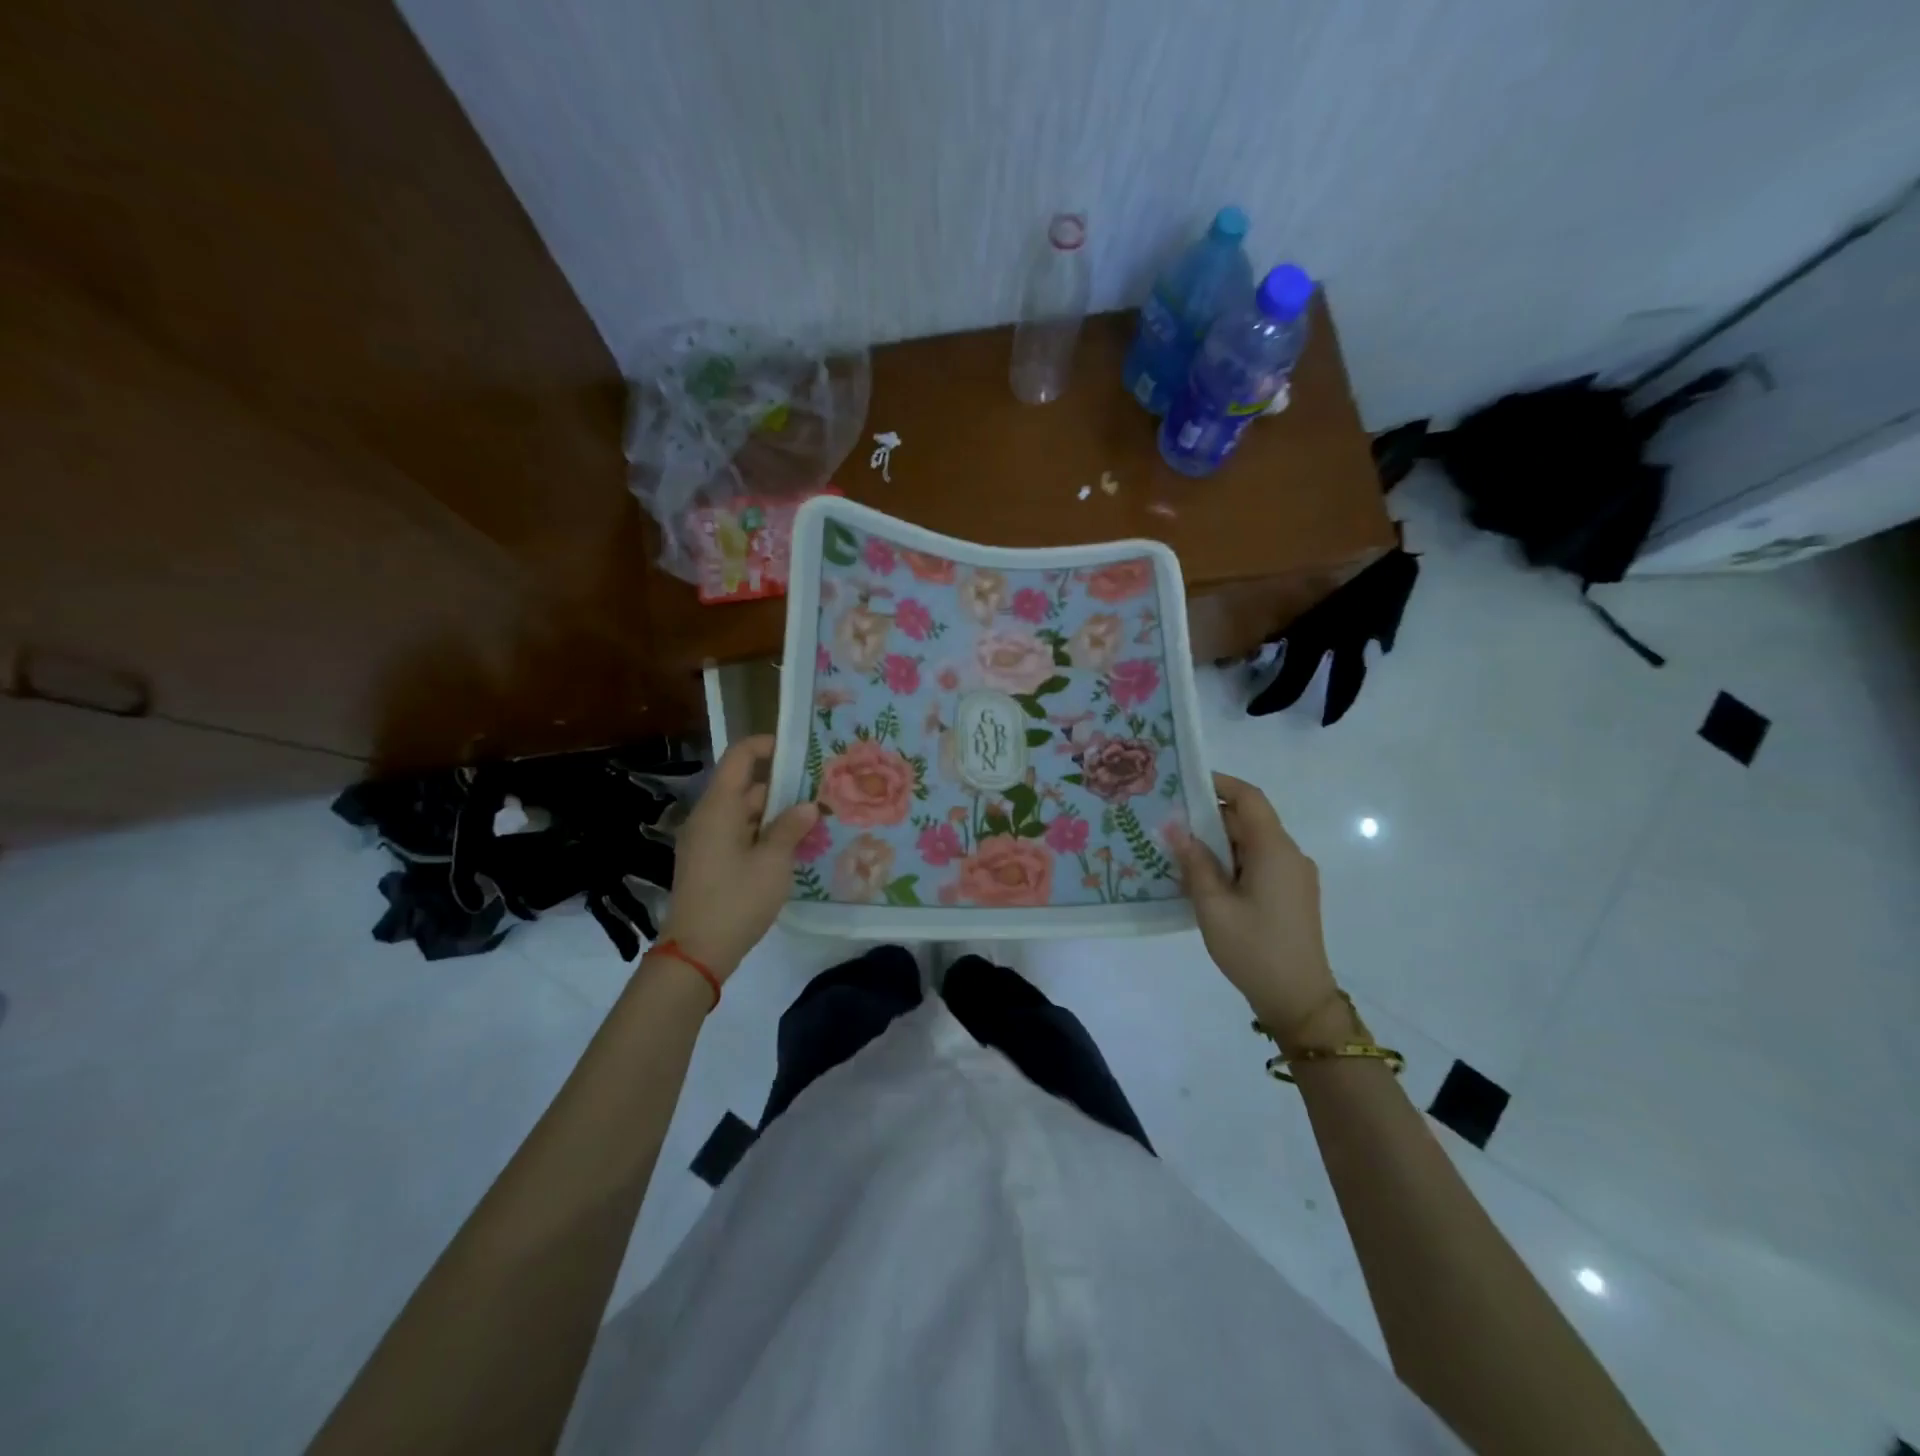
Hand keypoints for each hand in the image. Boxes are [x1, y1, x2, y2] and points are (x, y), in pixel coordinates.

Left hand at [656, 736, 817, 978]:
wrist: (696, 953)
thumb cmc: (736, 900)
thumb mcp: (773, 863)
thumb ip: (790, 828)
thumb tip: (807, 806)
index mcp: (719, 808)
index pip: (740, 758)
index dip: (766, 746)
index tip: (798, 748)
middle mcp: (708, 818)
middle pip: (745, 787)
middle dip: (782, 788)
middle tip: (819, 793)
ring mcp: (705, 841)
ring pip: (744, 814)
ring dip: (775, 816)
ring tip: (813, 822)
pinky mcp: (708, 863)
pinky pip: (738, 835)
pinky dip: (762, 835)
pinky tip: (790, 849)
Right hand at [1171, 774, 1344, 1048]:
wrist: (1299, 1000)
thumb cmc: (1253, 949)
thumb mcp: (1213, 906)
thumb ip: (1194, 863)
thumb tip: (1175, 828)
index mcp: (1275, 850)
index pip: (1250, 799)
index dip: (1220, 783)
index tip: (1185, 782)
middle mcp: (1290, 855)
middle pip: (1249, 820)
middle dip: (1210, 816)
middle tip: (1170, 820)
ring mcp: (1294, 876)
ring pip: (1253, 843)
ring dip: (1219, 842)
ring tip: (1179, 850)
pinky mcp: (1292, 894)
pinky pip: (1260, 863)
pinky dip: (1232, 861)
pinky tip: (1204, 878)